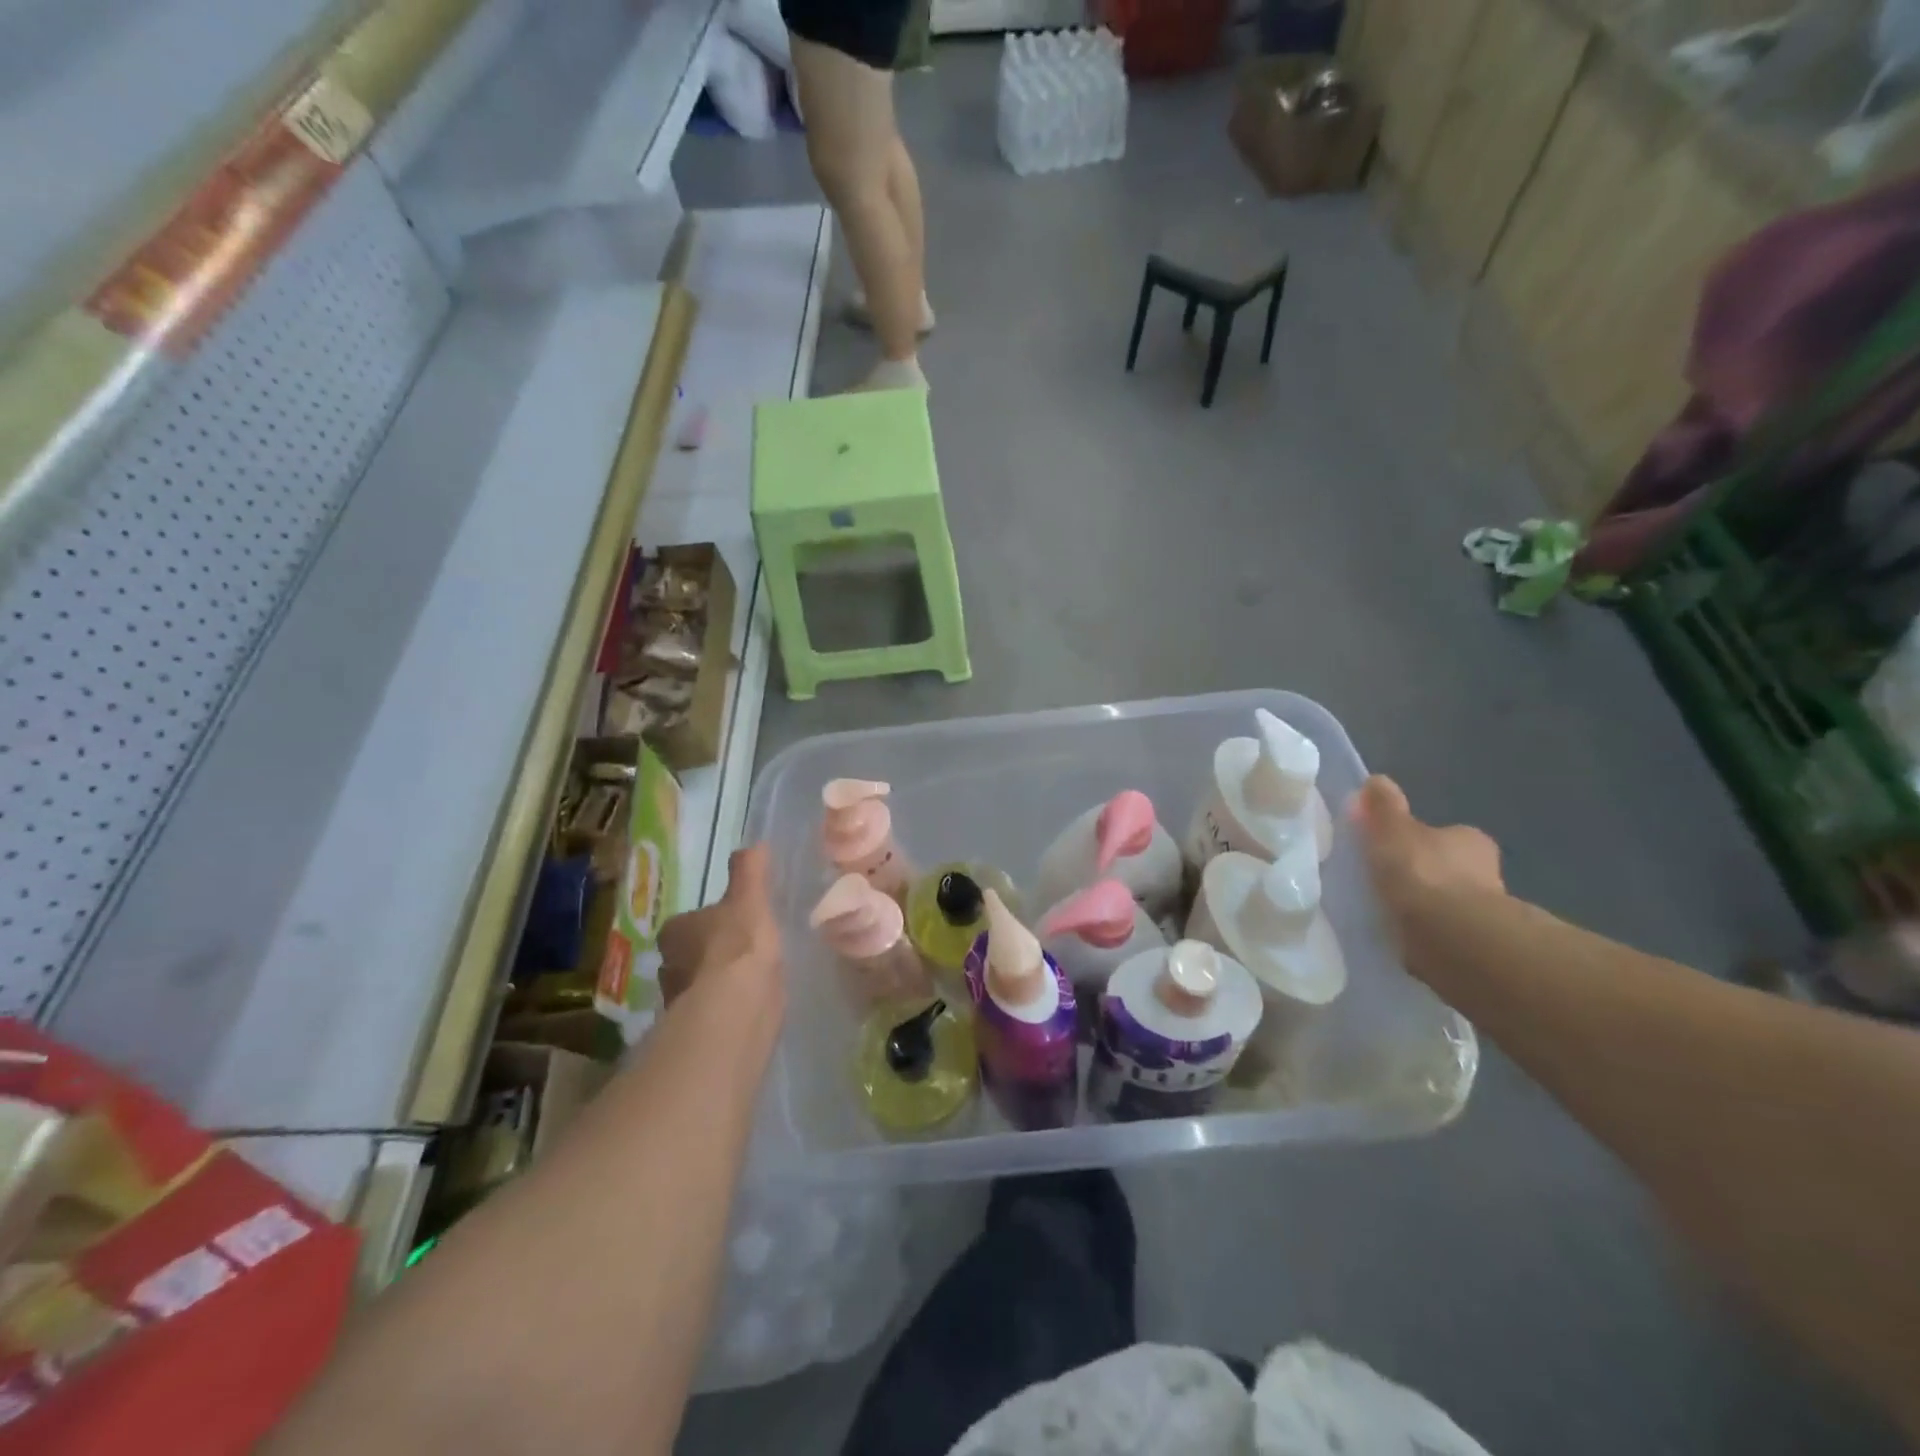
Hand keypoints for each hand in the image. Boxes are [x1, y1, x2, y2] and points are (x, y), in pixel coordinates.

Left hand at [657, 844, 781, 1005]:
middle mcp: (667, 965)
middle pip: (687, 954)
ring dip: (716, 982)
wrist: (738, 1005)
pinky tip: (748, 1003)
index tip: (730, 923)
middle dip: (708, 953)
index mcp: (674, 931)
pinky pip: (712, 1010)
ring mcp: (679, 1001)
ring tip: (747, 978)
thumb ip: (750, 871)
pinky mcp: (697, 1028)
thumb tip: (754, 845)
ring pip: (698, 985)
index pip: (685, 922)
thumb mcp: (749, 898)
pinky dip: (726, 1006)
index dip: (707, 922)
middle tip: (738, 950)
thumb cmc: (739, 943)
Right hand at [1349, 776, 1503, 928]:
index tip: (1390, 849)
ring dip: (1423, 907)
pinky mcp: (1474, 946)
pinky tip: (1399, 936)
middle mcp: (1486, 873)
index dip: (1417, 839)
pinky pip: (1441, 933)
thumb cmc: (1422, 873)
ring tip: (1386, 912)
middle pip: (1446, 868)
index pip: (1444, 834)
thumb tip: (1377, 780)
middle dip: (1421, 875)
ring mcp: (1483, 913)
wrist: (1451, 937)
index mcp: (1470, 840)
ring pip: (1446, 903)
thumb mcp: (1392, 830)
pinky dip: (1424, 933)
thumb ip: (1383, 807)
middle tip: (1384, 882)